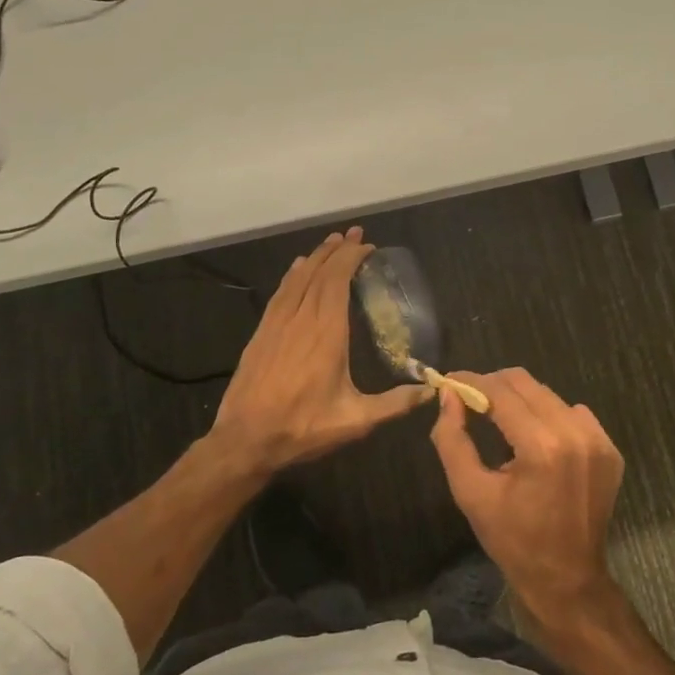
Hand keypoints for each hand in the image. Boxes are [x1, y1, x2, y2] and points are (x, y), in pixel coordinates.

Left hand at [212, 227, 429, 473]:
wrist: (245, 441)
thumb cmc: (303, 429)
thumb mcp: (355, 421)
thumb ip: (394, 404)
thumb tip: (429, 392)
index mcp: (326, 334)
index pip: (338, 282)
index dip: (351, 259)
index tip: (367, 246)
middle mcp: (301, 320)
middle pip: (319, 273)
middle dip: (338, 250)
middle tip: (355, 233)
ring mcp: (277, 325)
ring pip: (297, 279)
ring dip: (316, 257)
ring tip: (331, 242)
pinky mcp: (261, 334)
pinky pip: (280, 294)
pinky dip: (292, 275)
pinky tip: (297, 268)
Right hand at [430, 367, 624, 623]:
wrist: (567, 580)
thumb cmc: (512, 540)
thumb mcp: (470, 492)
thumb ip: (453, 439)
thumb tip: (448, 395)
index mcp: (542, 447)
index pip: (500, 392)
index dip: (471, 382)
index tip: (450, 380)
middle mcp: (575, 434)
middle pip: (526, 384)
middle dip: (493, 386)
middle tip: (469, 398)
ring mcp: (598, 440)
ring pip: (549, 395)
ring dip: (521, 400)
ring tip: (499, 419)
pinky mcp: (610, 449)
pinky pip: (573, 413)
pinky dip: (549, 416)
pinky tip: (534, 438)